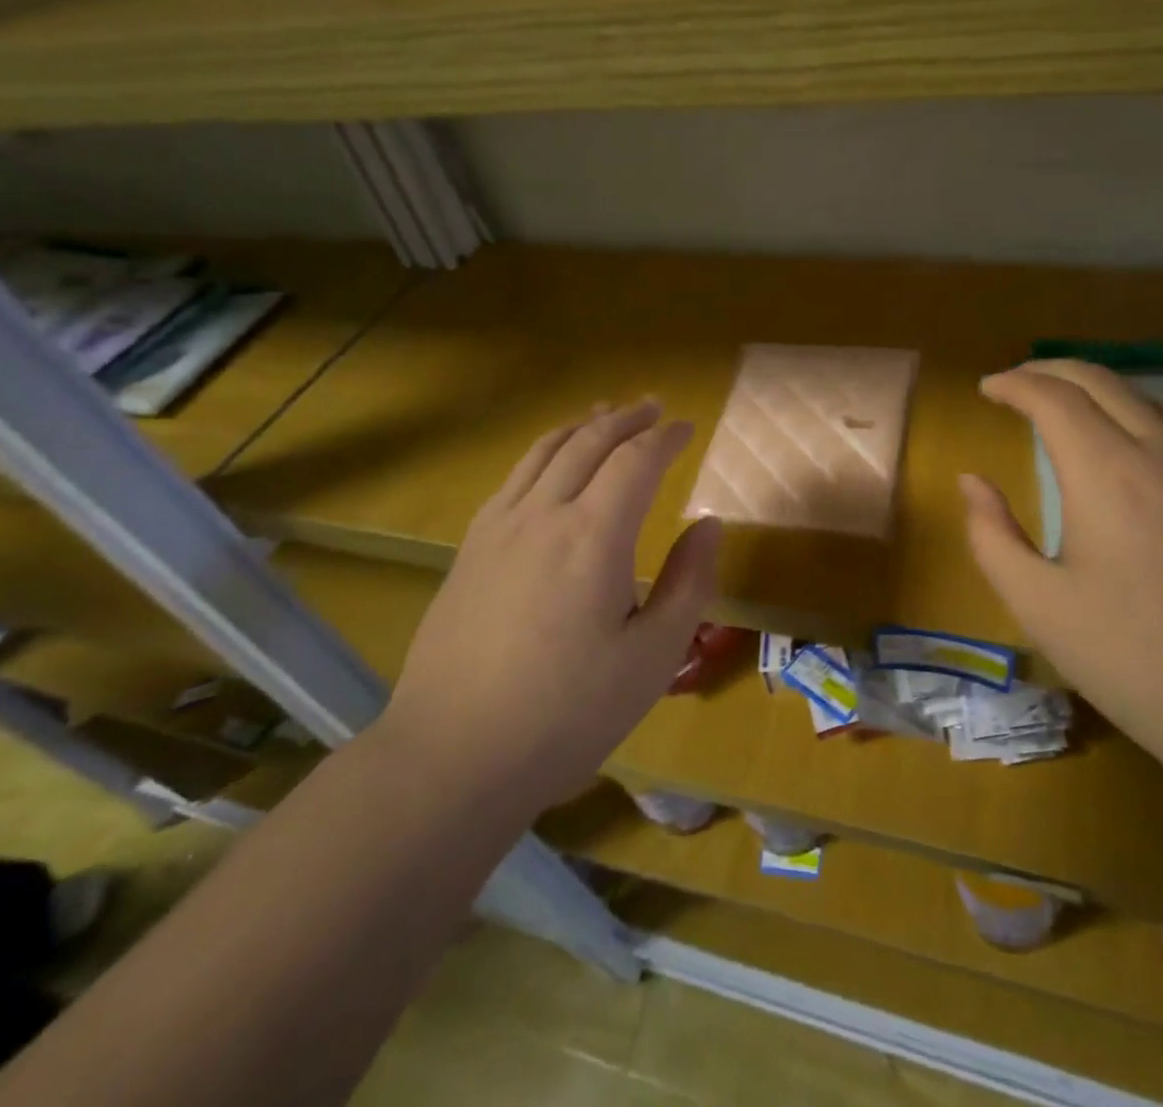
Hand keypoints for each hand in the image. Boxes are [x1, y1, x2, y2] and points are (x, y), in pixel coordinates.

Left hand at [381, 399, 721, 800]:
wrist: (454, 754)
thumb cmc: (568, 713)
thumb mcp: (653, 657)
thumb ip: (689, 582)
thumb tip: (709, 525)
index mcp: (594, 535)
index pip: (636, 460)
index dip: (665, 438)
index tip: (688, 428)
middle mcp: (543, 514)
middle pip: (588, 442)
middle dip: (625, 418)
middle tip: (653, 408)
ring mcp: (498, 528)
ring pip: (544, 451)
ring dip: (581, 426)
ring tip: (602, 414)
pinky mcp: (470, 548)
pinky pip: (513, 478)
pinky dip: (543, 453)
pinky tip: (549, 464)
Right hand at [960, 360, 1162, 789]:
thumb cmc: (1133, 661)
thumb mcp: (1038, 605)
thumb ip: (991, 534)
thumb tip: (972, 482)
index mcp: (1108, 474)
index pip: (1053, 397)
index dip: (1014, 384)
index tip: (986, 389)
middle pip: (1101, 380)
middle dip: (1050, 370)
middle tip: (1016, 383)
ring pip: (1144, 400)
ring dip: (1094, 391)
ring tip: (1061, 409)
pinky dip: (1134, 418)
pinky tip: (1124, 451)